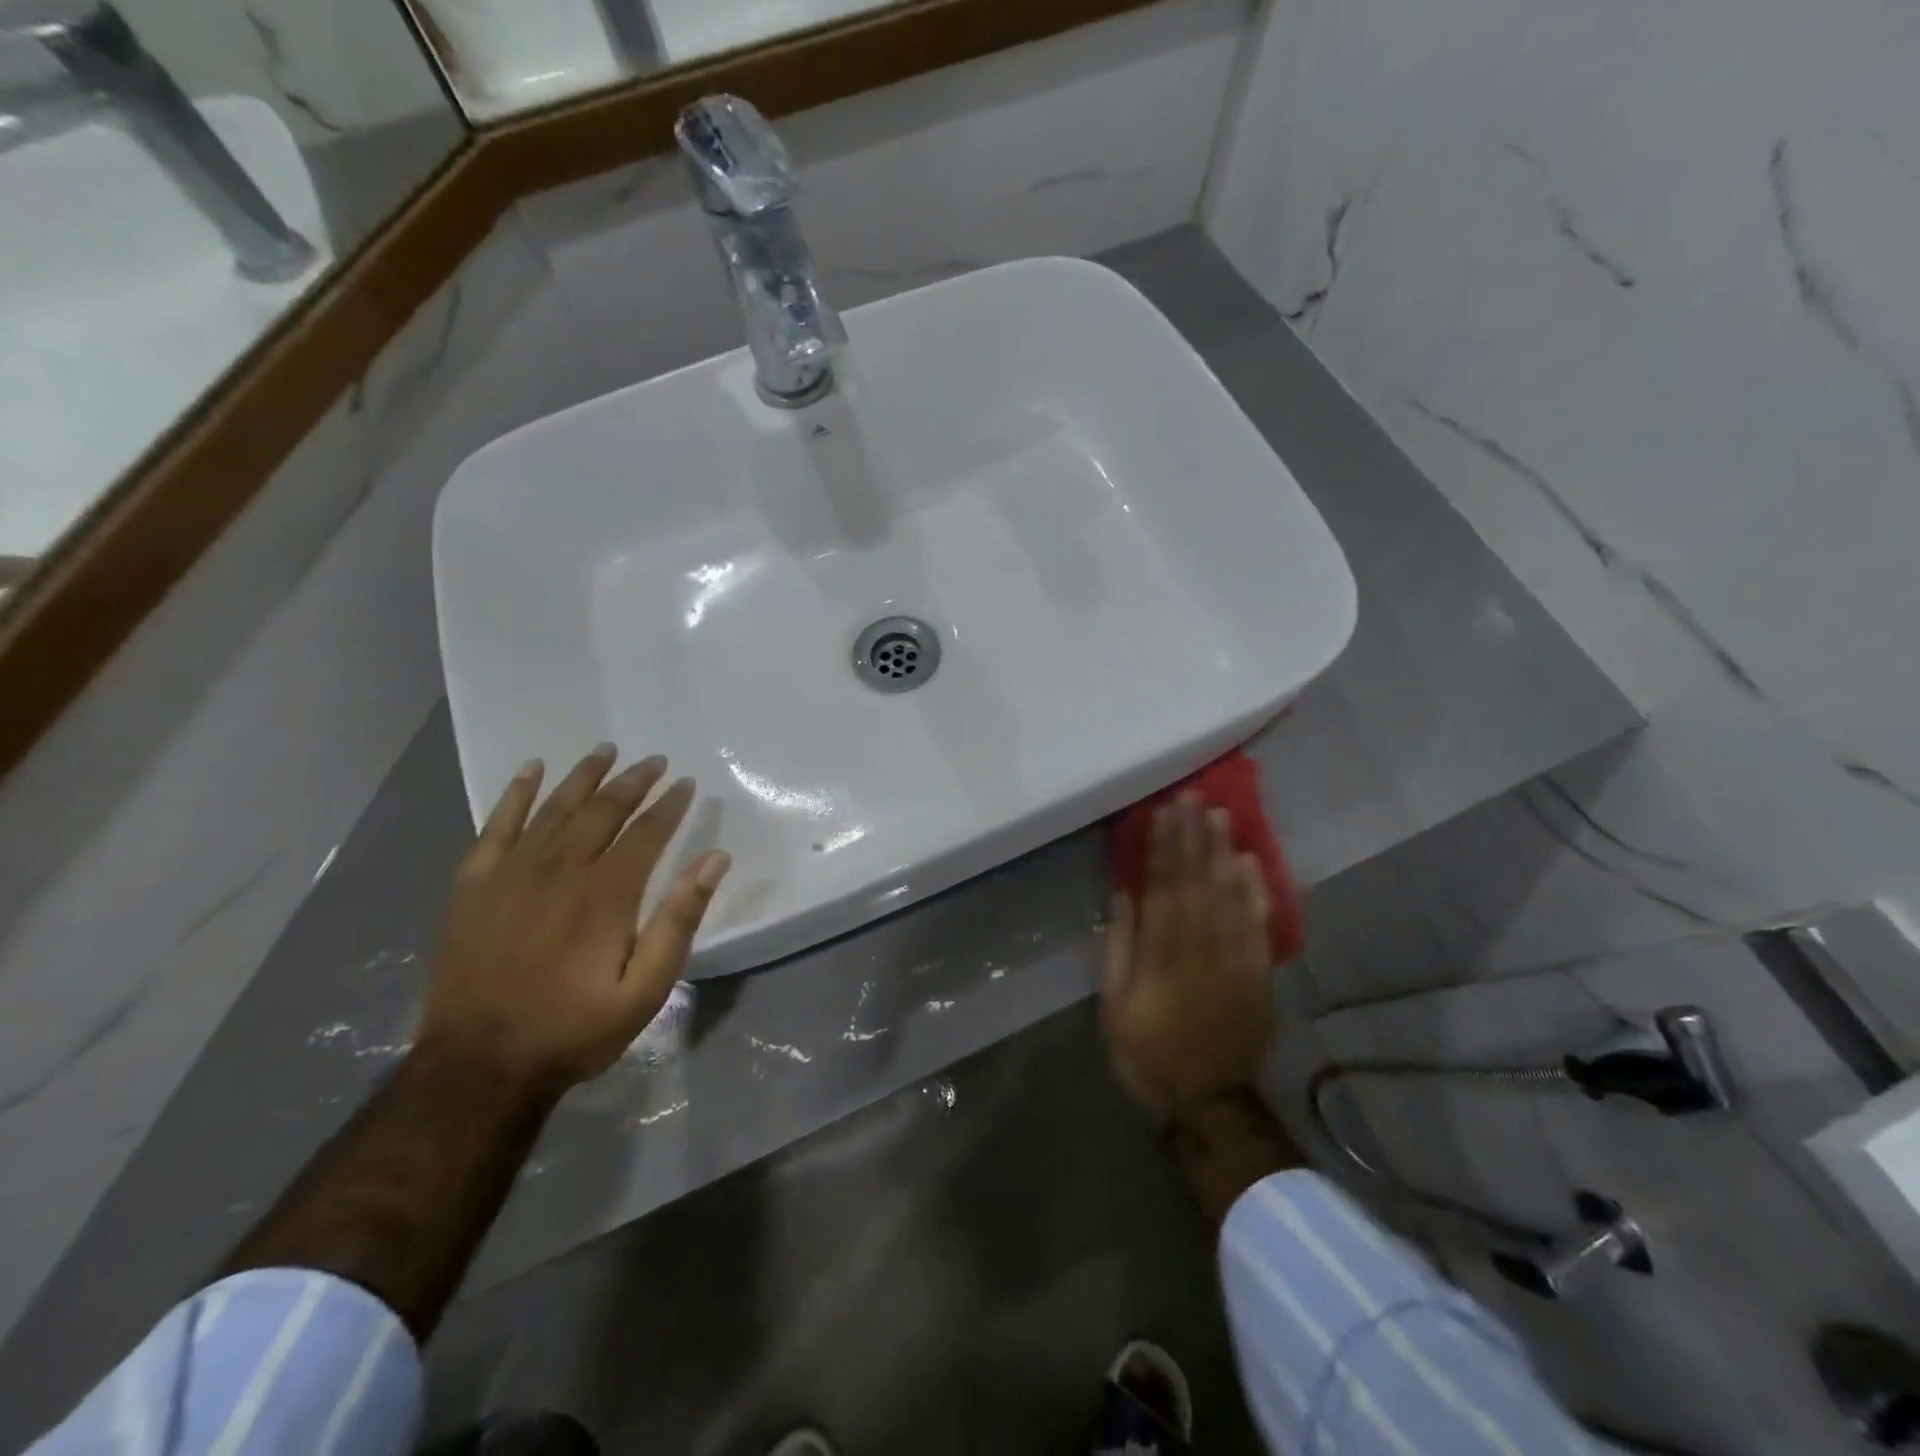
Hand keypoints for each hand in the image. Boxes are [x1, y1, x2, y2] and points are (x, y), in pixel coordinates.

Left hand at [418, 745, 729, 1091]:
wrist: (478, 1066)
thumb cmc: (574, 1029)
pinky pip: (496, 825)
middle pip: (602, 810)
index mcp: (606, 893)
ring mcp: (511, 873)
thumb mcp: (646, 989)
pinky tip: (530, 771)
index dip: (669, 805)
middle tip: (654, 761)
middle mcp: (560, 869)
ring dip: (583, 776)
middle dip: (633, 782)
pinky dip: (515, 795)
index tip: (686, 783)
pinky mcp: (474, 884)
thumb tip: (714, 859)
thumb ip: (679, 920)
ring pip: (555, 808)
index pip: (646, 832)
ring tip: (606, 751)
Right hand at [1101, 793, 1275, 1120]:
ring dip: (1223, 852)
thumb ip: (1119, 949)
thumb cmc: (1150, 1053)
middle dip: (1193, 837)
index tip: (1162, 813)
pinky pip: (1258, 923)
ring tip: (1219, 815)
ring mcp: (1235, 959)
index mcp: (1162, 957)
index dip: (1162, 848)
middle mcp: (1201, 949)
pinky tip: (1250, 861)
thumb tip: (1123, 895)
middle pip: (1197, 882)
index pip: (1162, 889)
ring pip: (1229, 895)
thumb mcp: (1115, 1008)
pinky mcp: (1258, 972)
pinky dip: (1255, 891)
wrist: (1210, 1100)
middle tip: (1192, 797)